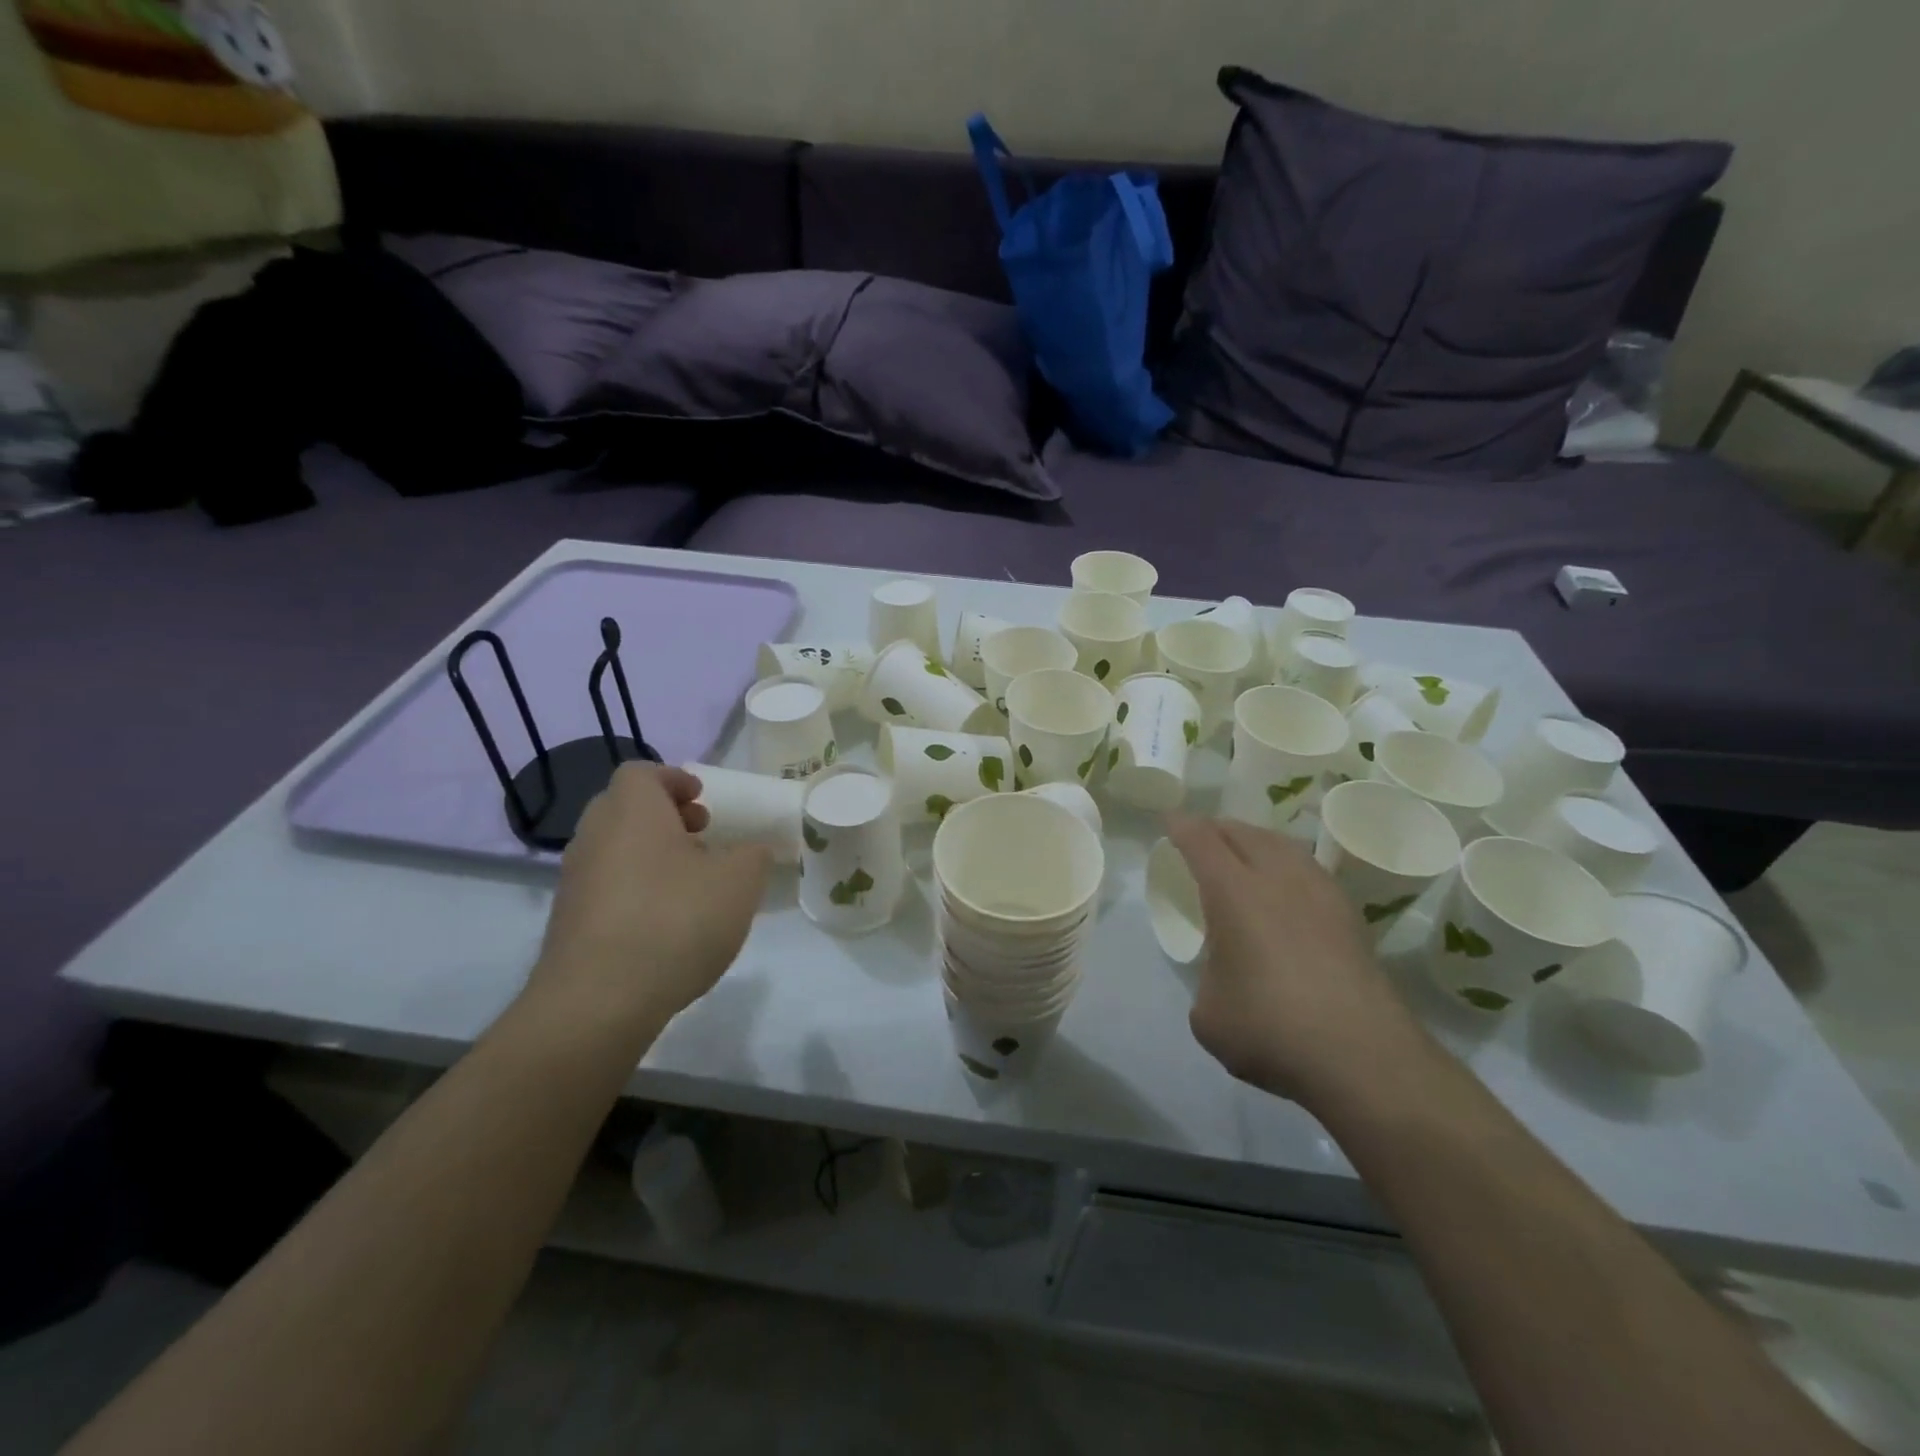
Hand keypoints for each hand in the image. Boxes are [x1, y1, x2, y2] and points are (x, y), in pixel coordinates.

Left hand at [528, 764, 770, 1029]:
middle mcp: (594, 835)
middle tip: (702, 836)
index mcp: (631, 810)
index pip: (642, 772)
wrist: (598, 1001)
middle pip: (626, 808)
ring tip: (691, 883)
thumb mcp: (739, 881)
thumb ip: (752, 855)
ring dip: (651, 854)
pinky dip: (635, 889)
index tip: (704, 800)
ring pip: (615, 848)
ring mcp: (575, 880)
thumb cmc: (675, 920)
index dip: (675, 780)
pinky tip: (666, 923)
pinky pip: (607, 887)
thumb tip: (749, 851)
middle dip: (665, 817)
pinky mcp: (568, 922)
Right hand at [1166, 814, 1435, 1108]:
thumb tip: (1226, 976)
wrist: (1363, 1057)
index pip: (1200, 840)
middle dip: (1217, 828)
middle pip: (1244, 832)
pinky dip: (1287, 866)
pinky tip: (1286, 890)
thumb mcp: (1208, 1014)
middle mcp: (1278, 879)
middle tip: (1201, 837)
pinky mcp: (1350, 918)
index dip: (1181, 826)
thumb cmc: (1270, 1028)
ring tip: (1244, 853)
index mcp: (1233, 891)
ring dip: (1256, 841)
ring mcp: (1321, 894)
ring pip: (1283, 845)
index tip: (1169, 820)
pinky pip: (1309, 870)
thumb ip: (1208, 980)